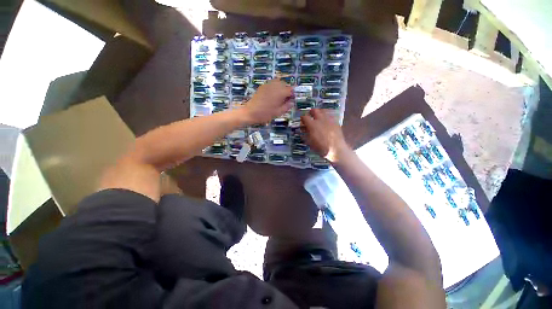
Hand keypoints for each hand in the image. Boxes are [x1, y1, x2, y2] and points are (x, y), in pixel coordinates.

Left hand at [242, 80, 292, 124]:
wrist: (251, 112)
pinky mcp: (263, 86)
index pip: (291, 90)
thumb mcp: (278, 112)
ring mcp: (268, 84)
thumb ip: (287, 106)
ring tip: (279, 97)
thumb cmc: (266, 114)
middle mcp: (275, 86)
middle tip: (285, 99)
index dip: (292, 95)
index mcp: (280, 92)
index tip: (291, 100)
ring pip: (278, 82)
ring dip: (281, 87)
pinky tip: (272, 95)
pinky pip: (272, 83)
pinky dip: (274, 87)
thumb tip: (292, 102)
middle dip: (287, 90)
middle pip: (285, 84)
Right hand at [301, 109, 351, 162]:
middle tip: (310, 115)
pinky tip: (326, 123)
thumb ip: (305, 134)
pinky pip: (330, 116)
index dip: (302, 118)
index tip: (302, 120)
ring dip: (319, 113)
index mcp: (312, 125)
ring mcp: (329, 120)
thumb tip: (303, 129)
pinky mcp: (336, 122)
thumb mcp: (309, 143)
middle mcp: (320, 120)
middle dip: (311, 112)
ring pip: (323, 111)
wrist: (336, 149)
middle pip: (315, 110)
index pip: (305, 117)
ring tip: (318, 117)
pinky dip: (326, 118)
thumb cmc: (320, 148)